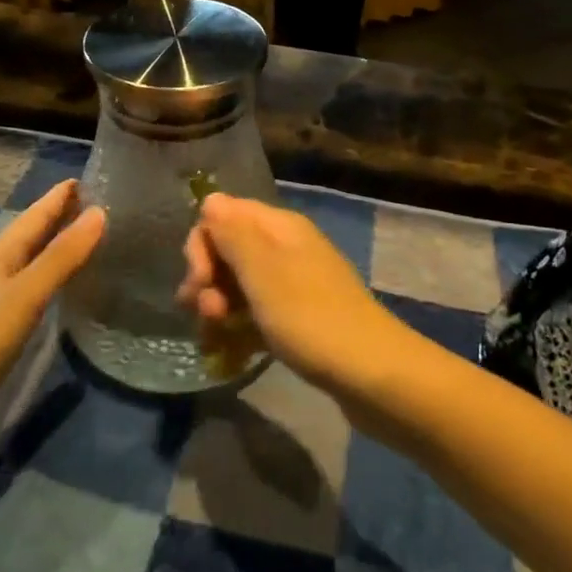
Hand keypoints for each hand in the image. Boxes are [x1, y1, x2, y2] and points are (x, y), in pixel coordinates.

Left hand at [0, 180, 103, 453]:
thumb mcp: (26, 296)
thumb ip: (62, 256)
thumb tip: (101, 212)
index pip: (34, 215)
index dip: (59, 197)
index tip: (89, 177)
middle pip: (32, 236)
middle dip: (61, 217)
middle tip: (100, 204)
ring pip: (34, 263)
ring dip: (59, 247)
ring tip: (92, 239)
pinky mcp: (0, 333)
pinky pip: (34, 291)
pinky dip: (55, 279)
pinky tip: (69, 289)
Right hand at [177, 192, 411, 397]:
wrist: (371, 372)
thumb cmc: (310, 317)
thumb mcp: (263, 271)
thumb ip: (233, 232)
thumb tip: (211, 199)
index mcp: (279, 227)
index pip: (224, 214)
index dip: (203, 244)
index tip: (201, 280)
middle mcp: (286, 247)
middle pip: (229, 250)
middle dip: (207, 279)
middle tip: (206, 314)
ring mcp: (294, 283)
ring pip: (239, 284)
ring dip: (219, 307)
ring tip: (215, 337)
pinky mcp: (298, 317)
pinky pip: (257, 312)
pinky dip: (239, 327)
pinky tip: (230, 352)